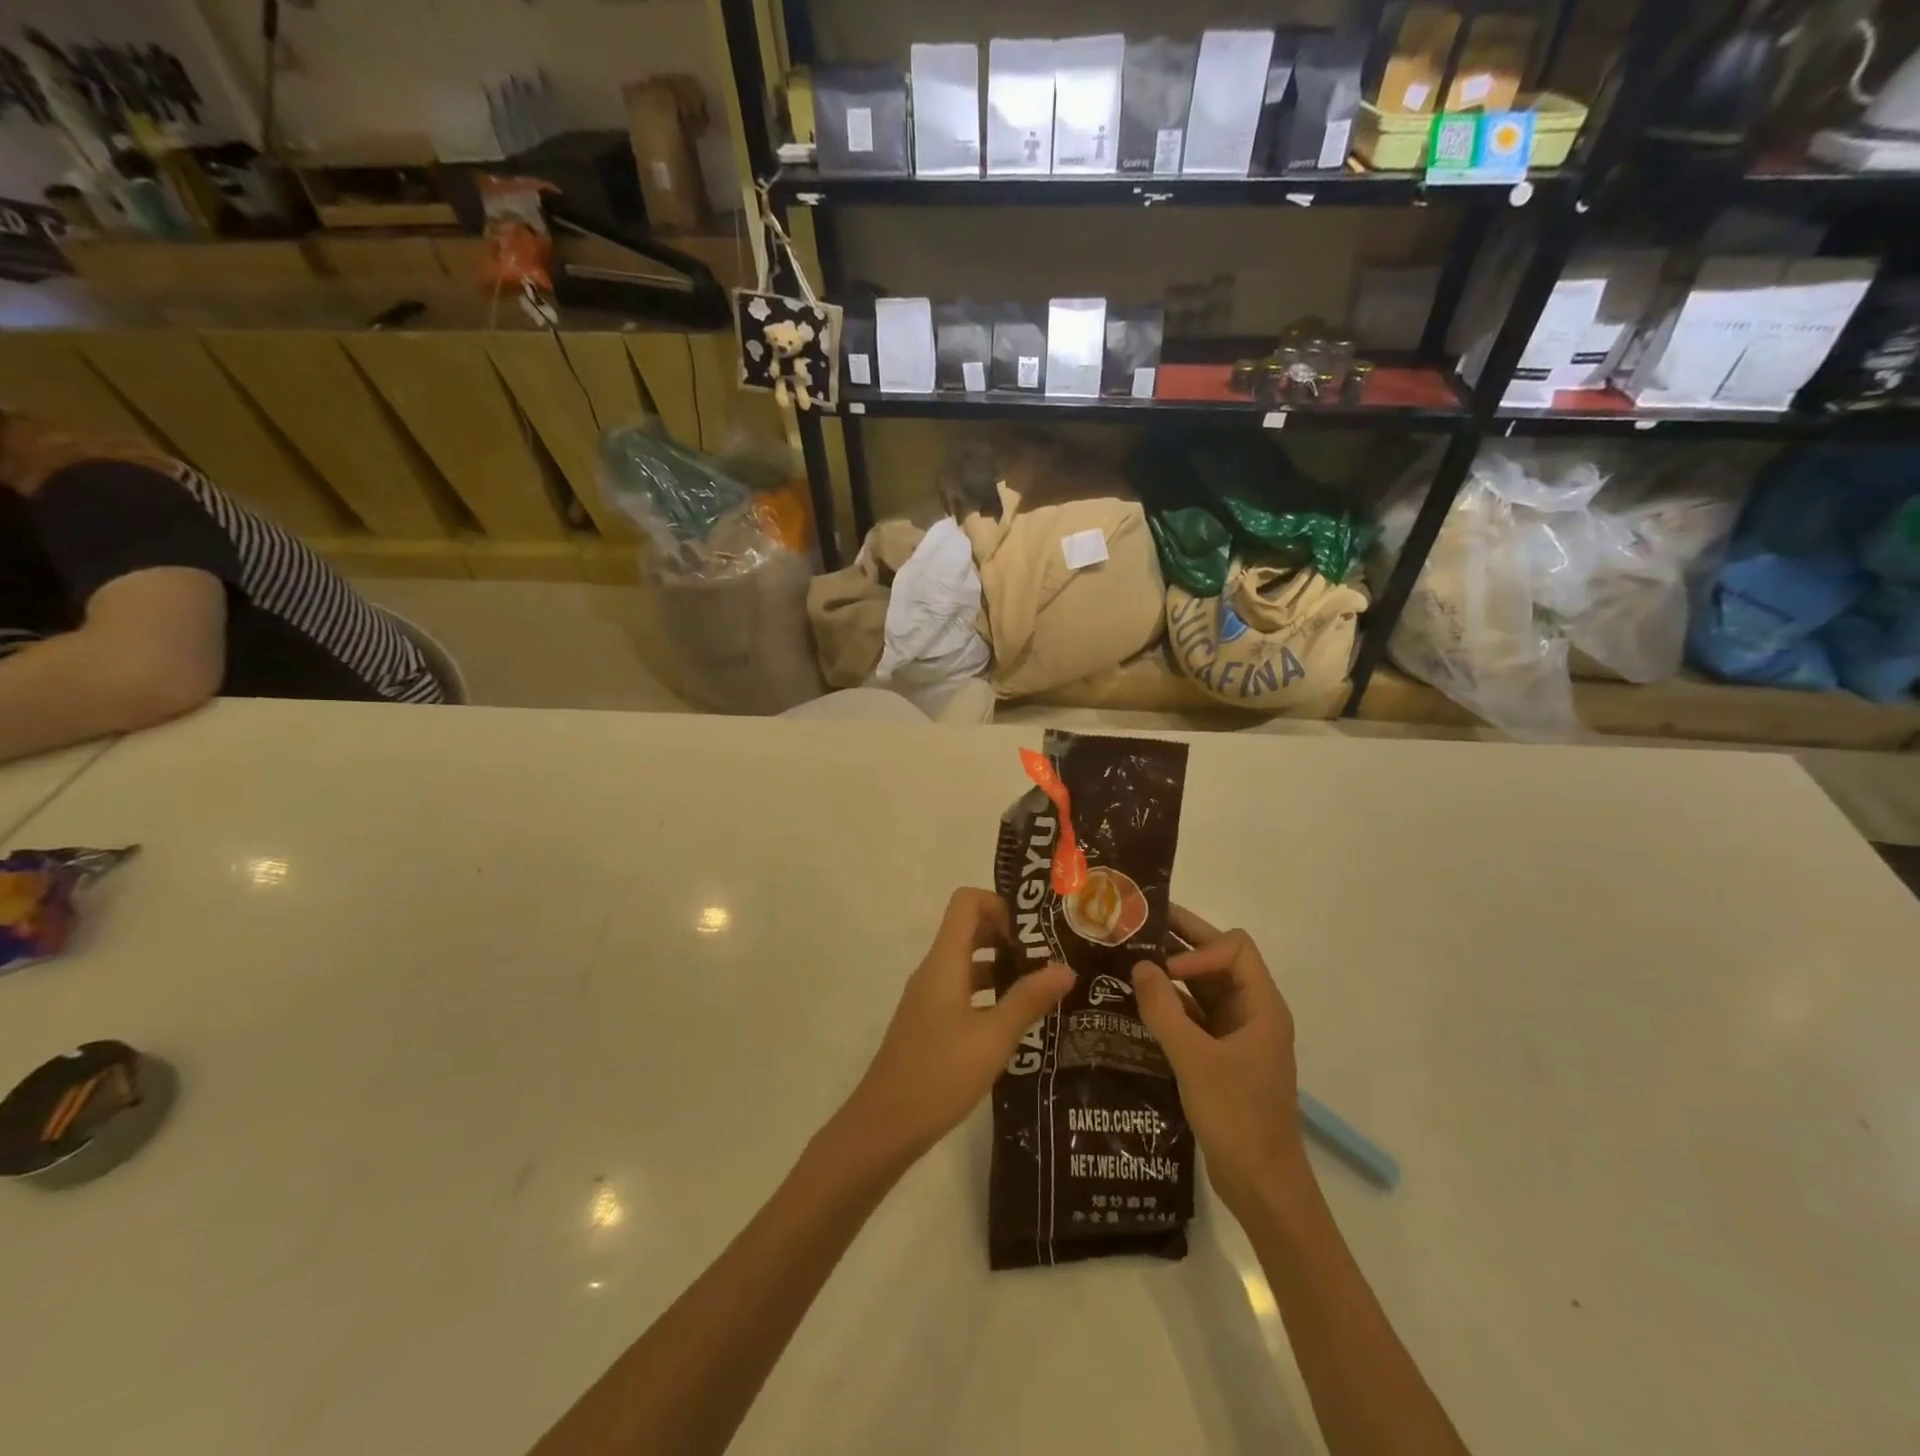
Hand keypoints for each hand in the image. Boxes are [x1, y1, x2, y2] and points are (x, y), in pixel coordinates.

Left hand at [839, 889, 1073, 1169]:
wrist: (883, 1126)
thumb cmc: (939, 1075)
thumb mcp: (993, 1038)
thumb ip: (1028, 1000)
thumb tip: (1066, 967)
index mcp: (944, 961)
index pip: (966, 902)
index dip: (999, 904)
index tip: (1031, 933)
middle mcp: (933, 970)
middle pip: (968, 929)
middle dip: (1007, 935)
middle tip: (1046, 957)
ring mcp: (928, 997)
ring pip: (966, 962)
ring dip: (1000, 966)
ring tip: (1041, 989)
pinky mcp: (928, 1022)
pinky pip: (961, 990)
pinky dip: (988, 993)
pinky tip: (1015, 1022)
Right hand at [1133, 905, 1306, 1217]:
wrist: (1262, 1186)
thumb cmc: (1237, 1117)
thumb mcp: (1195, 1060)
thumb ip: (1164, 1010)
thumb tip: (1139, 966)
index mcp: (1261, 1006)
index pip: (1234, 949)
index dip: (1199, 948)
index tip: (1165, 970)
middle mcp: (1252, 1012)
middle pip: (1219, 960)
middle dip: (1181, 943)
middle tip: (1136, 926)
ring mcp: (1237, 1034)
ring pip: (1204, 987)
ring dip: (1171, 974)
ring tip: (1128, 960)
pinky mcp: (1221, 1055)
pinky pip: (1195, 1015)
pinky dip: (1170, 1004)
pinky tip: (1138, 1003)